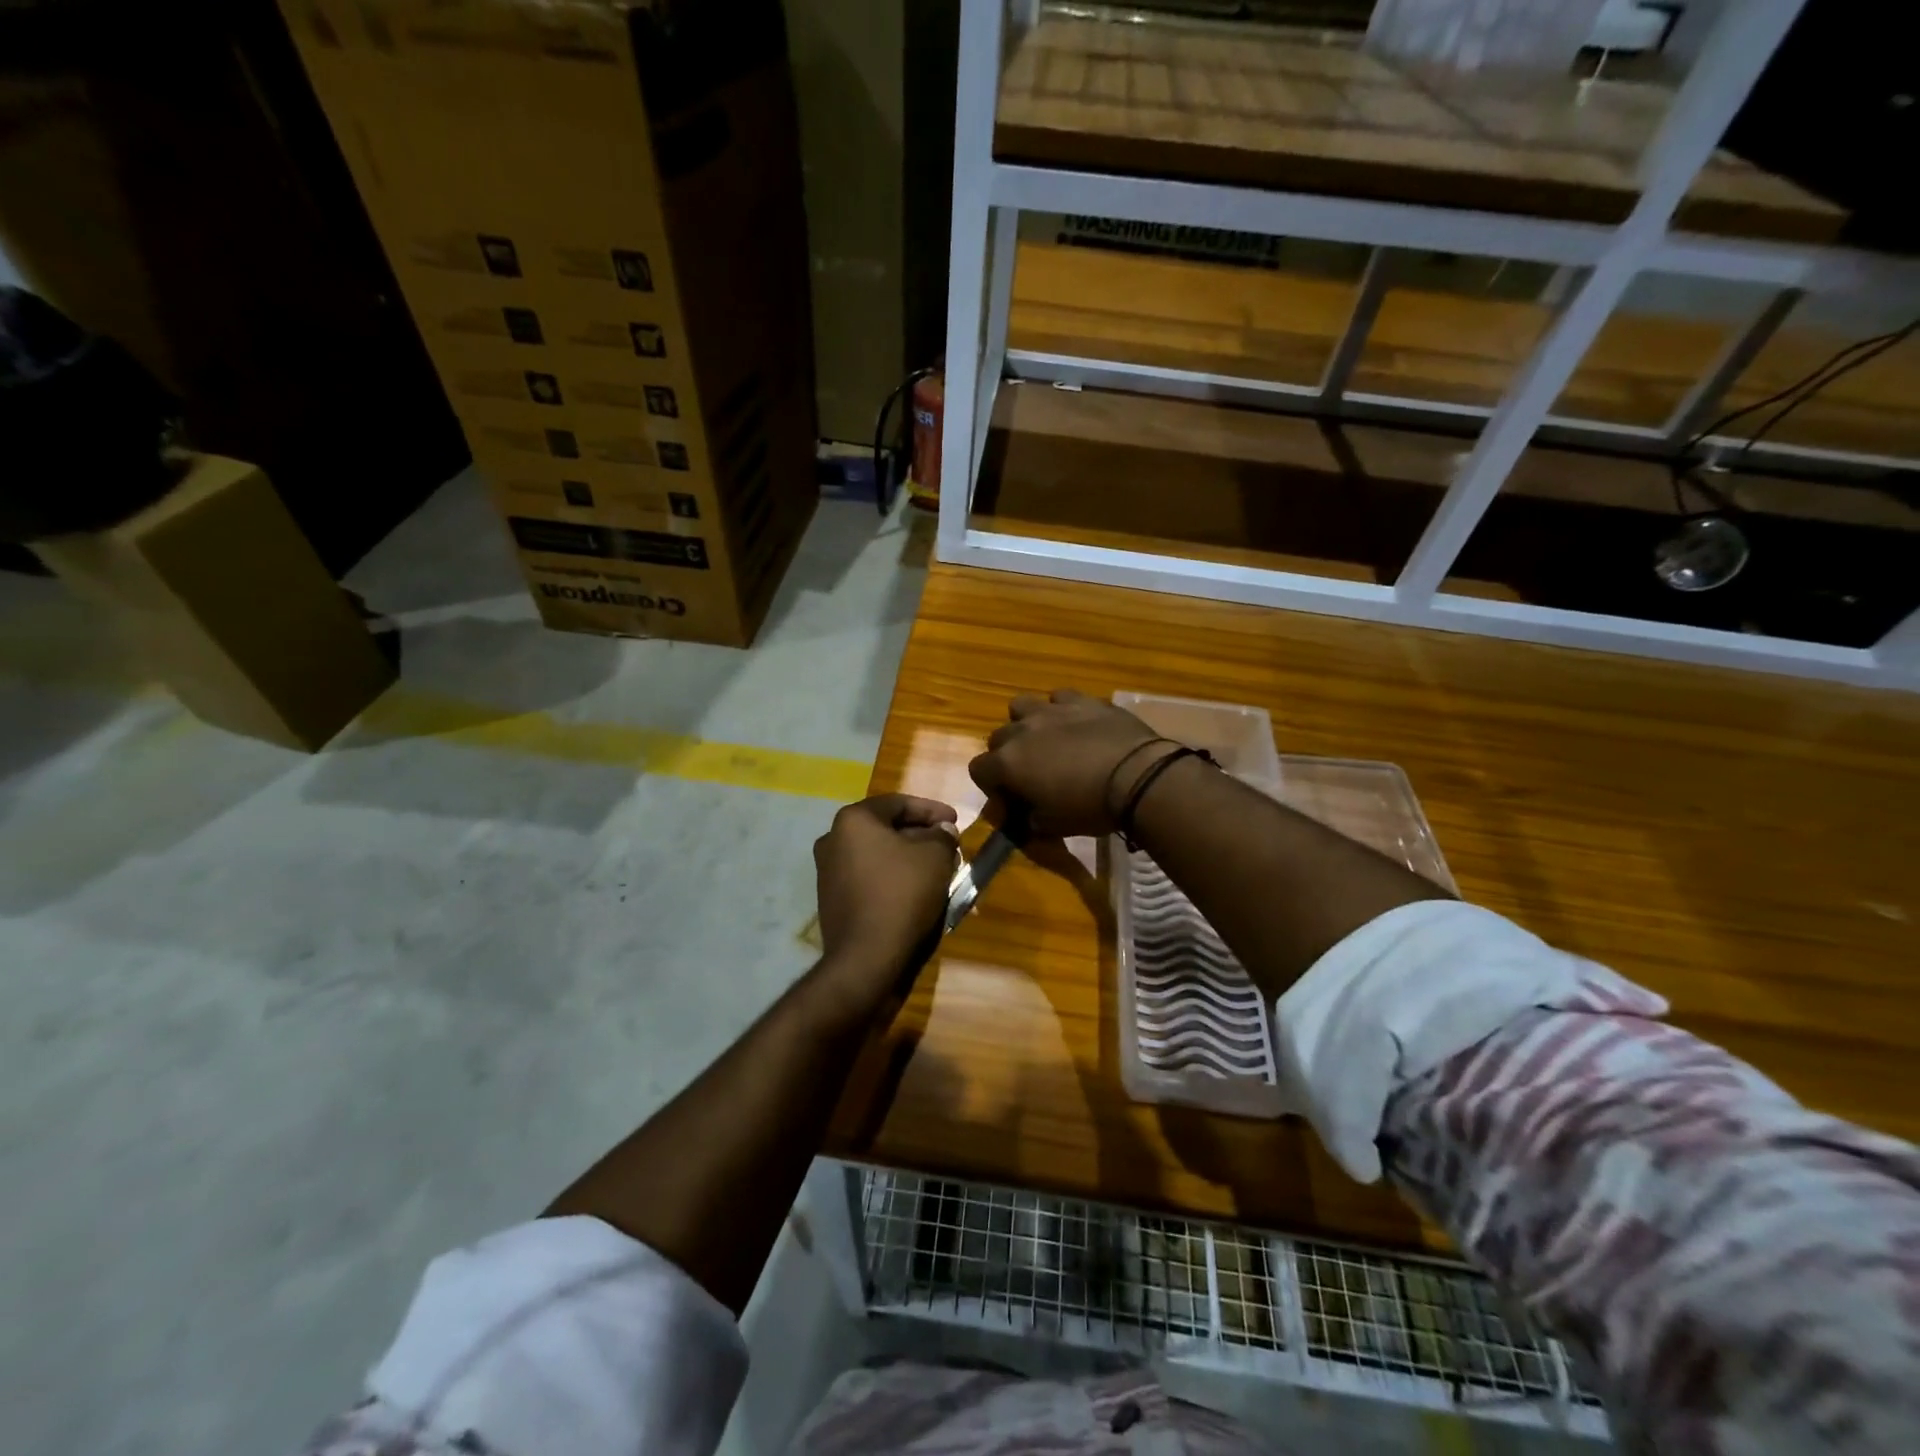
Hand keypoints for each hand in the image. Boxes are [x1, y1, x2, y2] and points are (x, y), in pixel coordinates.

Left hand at [813, 794, 958, 1008]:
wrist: (866, 958)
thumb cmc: (902, 894)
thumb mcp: (935, 857)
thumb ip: (942, 835)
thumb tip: (941, 831)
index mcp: (853, 820)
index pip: (898, 803)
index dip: (932, 810)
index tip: (956, 821)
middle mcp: (833, 839)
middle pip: (885, 828)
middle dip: (920, 834)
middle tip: (948, 845)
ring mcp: (827, 871)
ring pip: (877, 854)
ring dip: (907, 857)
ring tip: (937, 868)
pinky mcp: (832, 899)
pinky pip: (868, 877)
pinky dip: (892, 877)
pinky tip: (915, 889)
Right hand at [969, 689, 1171, 836]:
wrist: (1137, 776)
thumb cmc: (1088, 807)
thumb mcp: (1052, 827)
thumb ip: (1029, 820)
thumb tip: (1025, 817)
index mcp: (1008, 762)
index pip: (978, 770)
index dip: (991, 786)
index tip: (1011, 800)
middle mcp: (1022, 730)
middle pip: (998, 737)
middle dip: (1007, 754)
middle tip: (1030, 773)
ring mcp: (1052, 710)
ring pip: (1022, 706)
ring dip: (1027, 722)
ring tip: (1048, 740)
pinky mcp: (1083, 699)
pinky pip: (1061, 698)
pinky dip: (1063, 710)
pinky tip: (1078, 725)